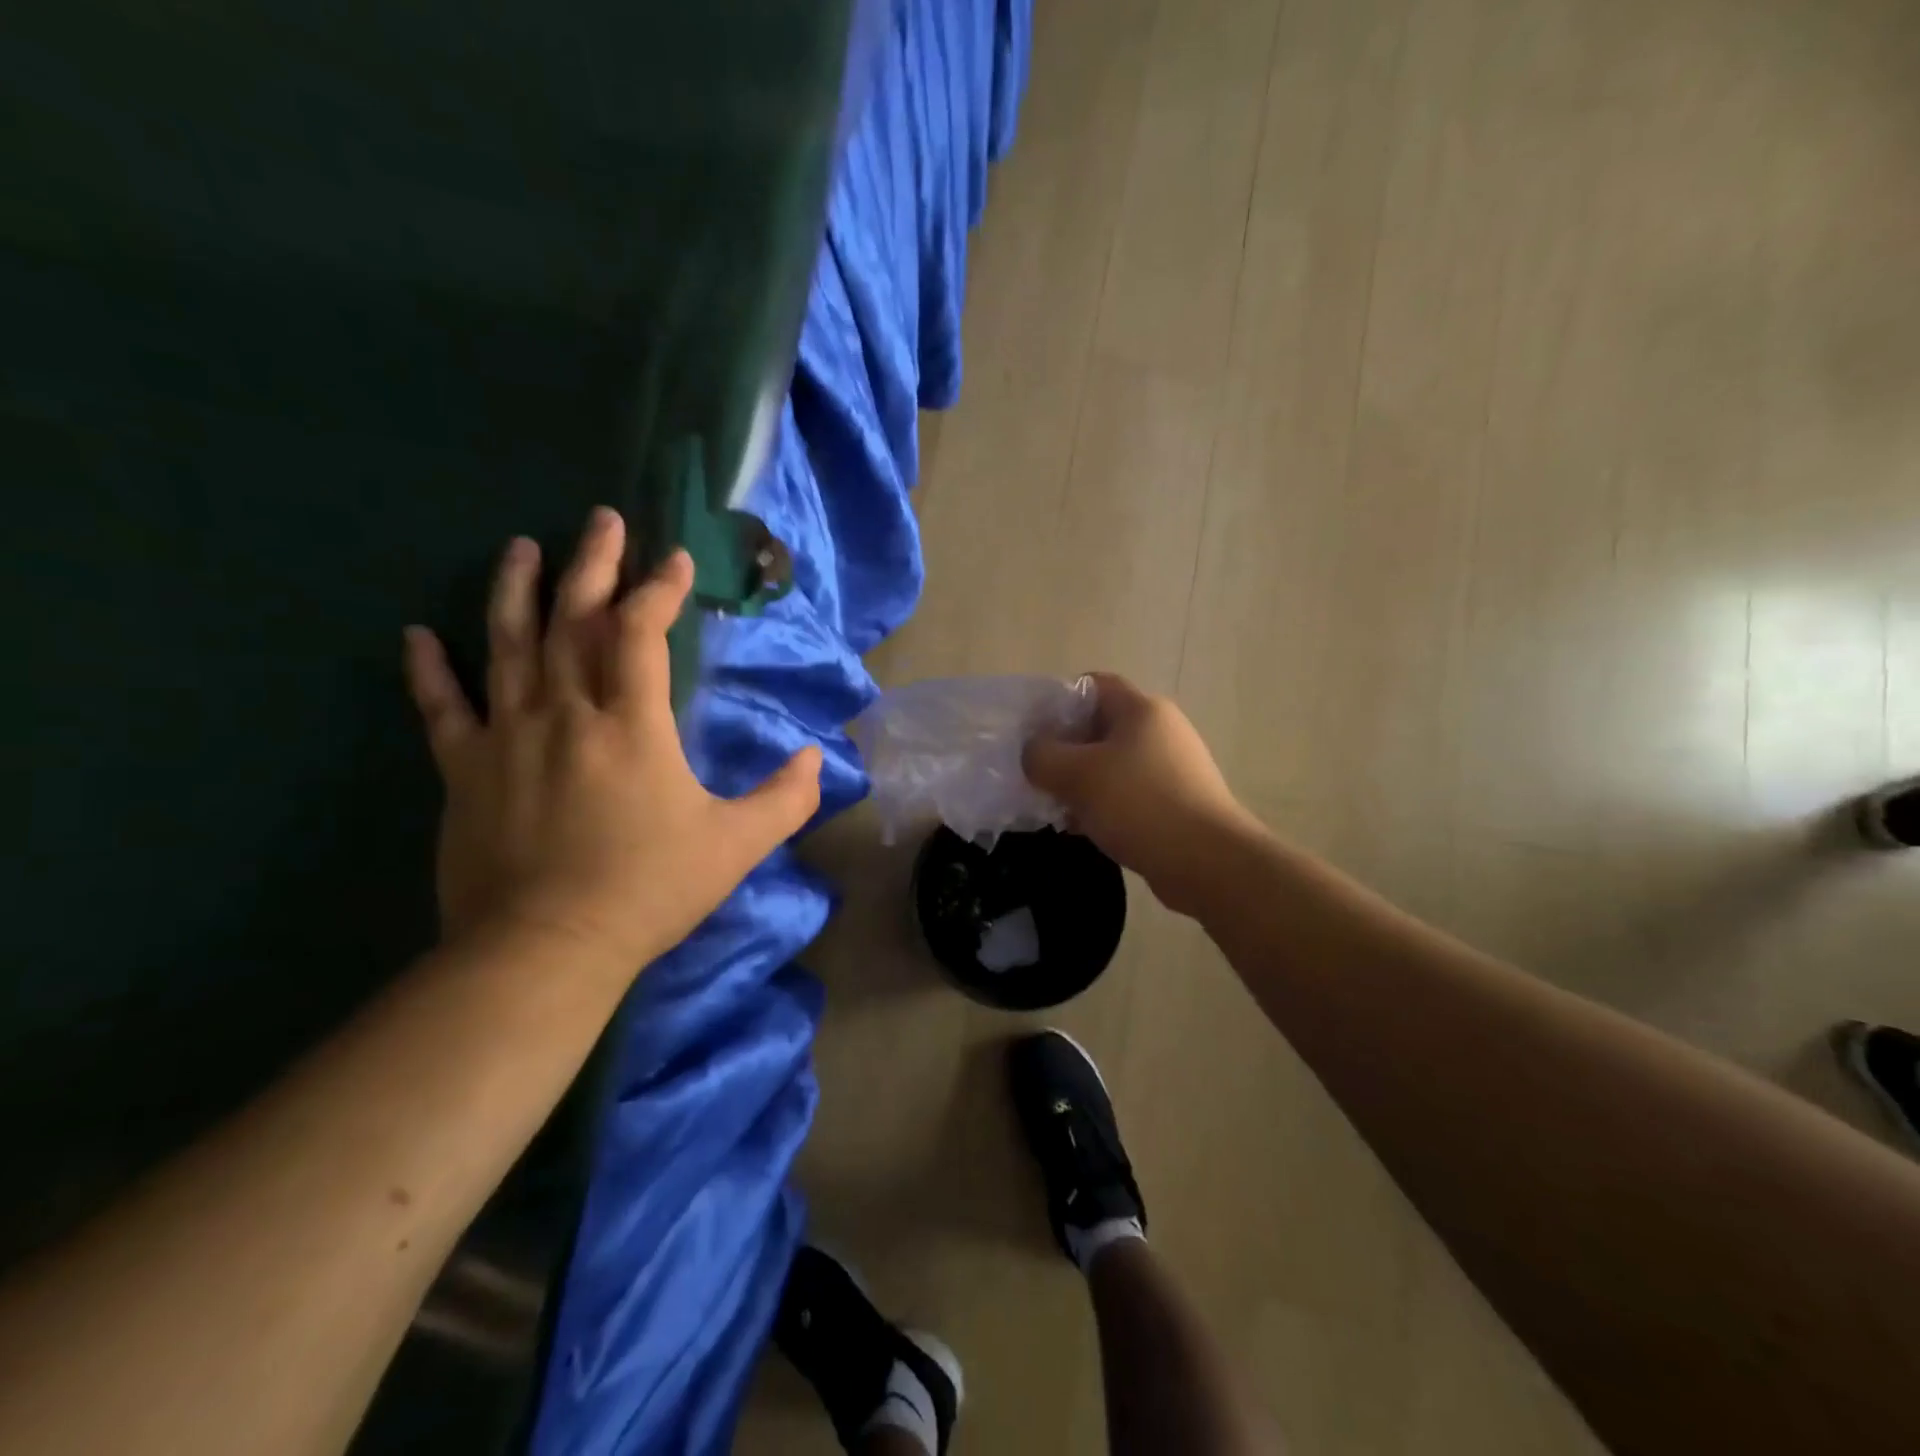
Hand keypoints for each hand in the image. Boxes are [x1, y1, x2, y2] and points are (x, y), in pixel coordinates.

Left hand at [402, 508, 821, 971]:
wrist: (546, 950)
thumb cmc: (648, 891)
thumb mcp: (736, 847)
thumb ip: (786, 799)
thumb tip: (817, 759)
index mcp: (632, 725)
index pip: (642, 634)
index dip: (659, 589)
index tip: (675, 559)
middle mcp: (565, 713)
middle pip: (575, 620)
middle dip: (592, 563)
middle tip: (602, 519)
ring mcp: (506, 737)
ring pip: (508, 645)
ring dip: (515, 590)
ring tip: (521, 547)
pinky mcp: (463, 770)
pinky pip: (441, 708)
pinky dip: (428, 670)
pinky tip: (417, 635)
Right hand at [1023, 673, 1251, 915]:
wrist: (1208, 862)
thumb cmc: (1140, 804)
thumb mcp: (1077, 775)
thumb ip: (1042, 756)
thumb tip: (1033, 752)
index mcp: (1142, 710)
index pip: (1092, 685)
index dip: (1058, 701)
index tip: (1033, 732)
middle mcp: (1160, 730)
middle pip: (1099, 727)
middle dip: (1064, 749)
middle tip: (1038, 774)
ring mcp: (1171, 768)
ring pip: (1111, 764)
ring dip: (1081, 782)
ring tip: (1055, 806)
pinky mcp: (1175, 802)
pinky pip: (1128, 794)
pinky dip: (1103, 805)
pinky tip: (1083, 828)